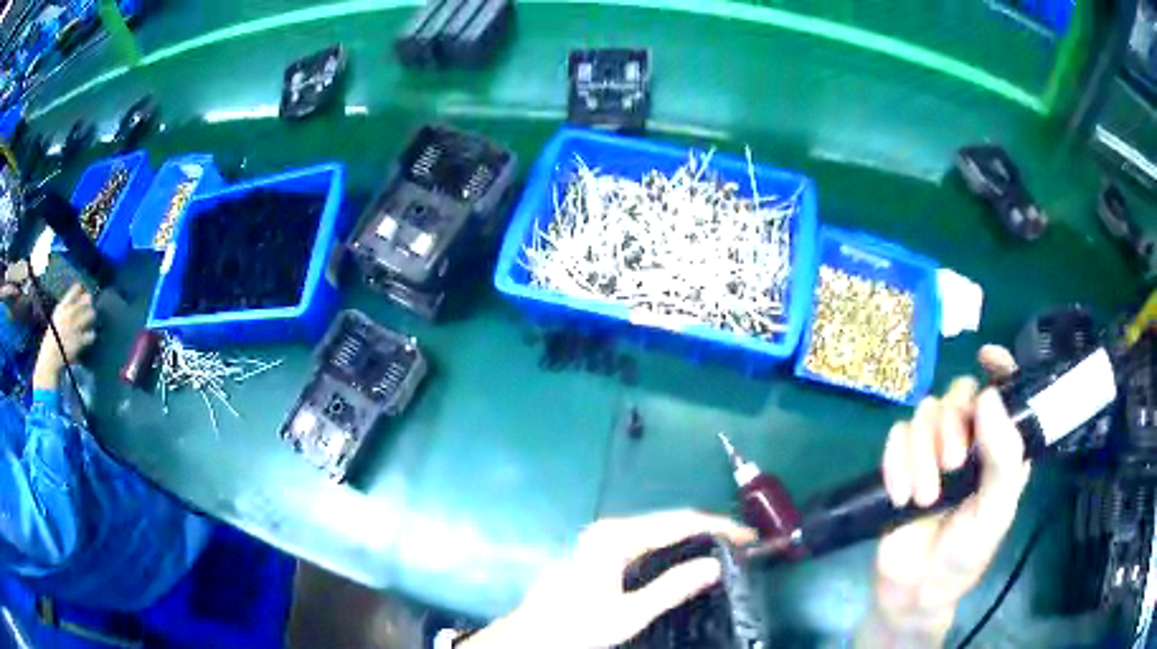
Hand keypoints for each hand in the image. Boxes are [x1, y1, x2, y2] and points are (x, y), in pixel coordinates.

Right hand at [34, 284, 95, 388]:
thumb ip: (65, 307)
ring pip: (90, 315)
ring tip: (91, 319)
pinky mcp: (79, 341)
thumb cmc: (53, 336)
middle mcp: (69, 313)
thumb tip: (77, 298)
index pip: (75, 289)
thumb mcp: (57, 316)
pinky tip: (90, 336)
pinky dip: (91, 335)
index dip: (82, 289)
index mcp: (63, 306)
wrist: (50, 356)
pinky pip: (91, 335)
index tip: (84, 291)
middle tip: (89, 306)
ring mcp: (75, 327)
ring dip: (91, 316)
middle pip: (86, 300)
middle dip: (89, 303)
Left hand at [462, 510, 755, 648]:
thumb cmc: (576, 626)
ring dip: (692, 540)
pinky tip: (688, 561)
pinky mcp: (601, 552)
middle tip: (741, 545)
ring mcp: (603, 540)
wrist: (531, 636)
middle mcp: (609, 529)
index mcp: (615, 537)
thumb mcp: (629, 614)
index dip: (717, 527)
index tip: (747, 537)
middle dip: (707, 531)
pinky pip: (646, 543)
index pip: (678, 522)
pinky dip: (672, 549)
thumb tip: (714, 566)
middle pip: (669, 523)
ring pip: (658, 533)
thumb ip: (672, 588)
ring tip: (724, 551)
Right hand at [860, 345, 1028, 644]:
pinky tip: (899, 497)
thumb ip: (1002, 456)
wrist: (912, 590)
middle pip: (958, 396)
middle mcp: (969, 441)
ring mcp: (932, 452)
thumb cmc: (964, 555)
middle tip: (951, 467)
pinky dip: (895, 464)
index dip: (999, 368)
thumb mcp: (995, 511)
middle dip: (951, 428)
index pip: (1005, 393)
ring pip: (924, 413)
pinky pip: (895, 436)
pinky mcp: (901, 464)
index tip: (985, 357)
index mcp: (1000, 448)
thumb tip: (987, 395)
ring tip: (923, 497)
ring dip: (921, 455)